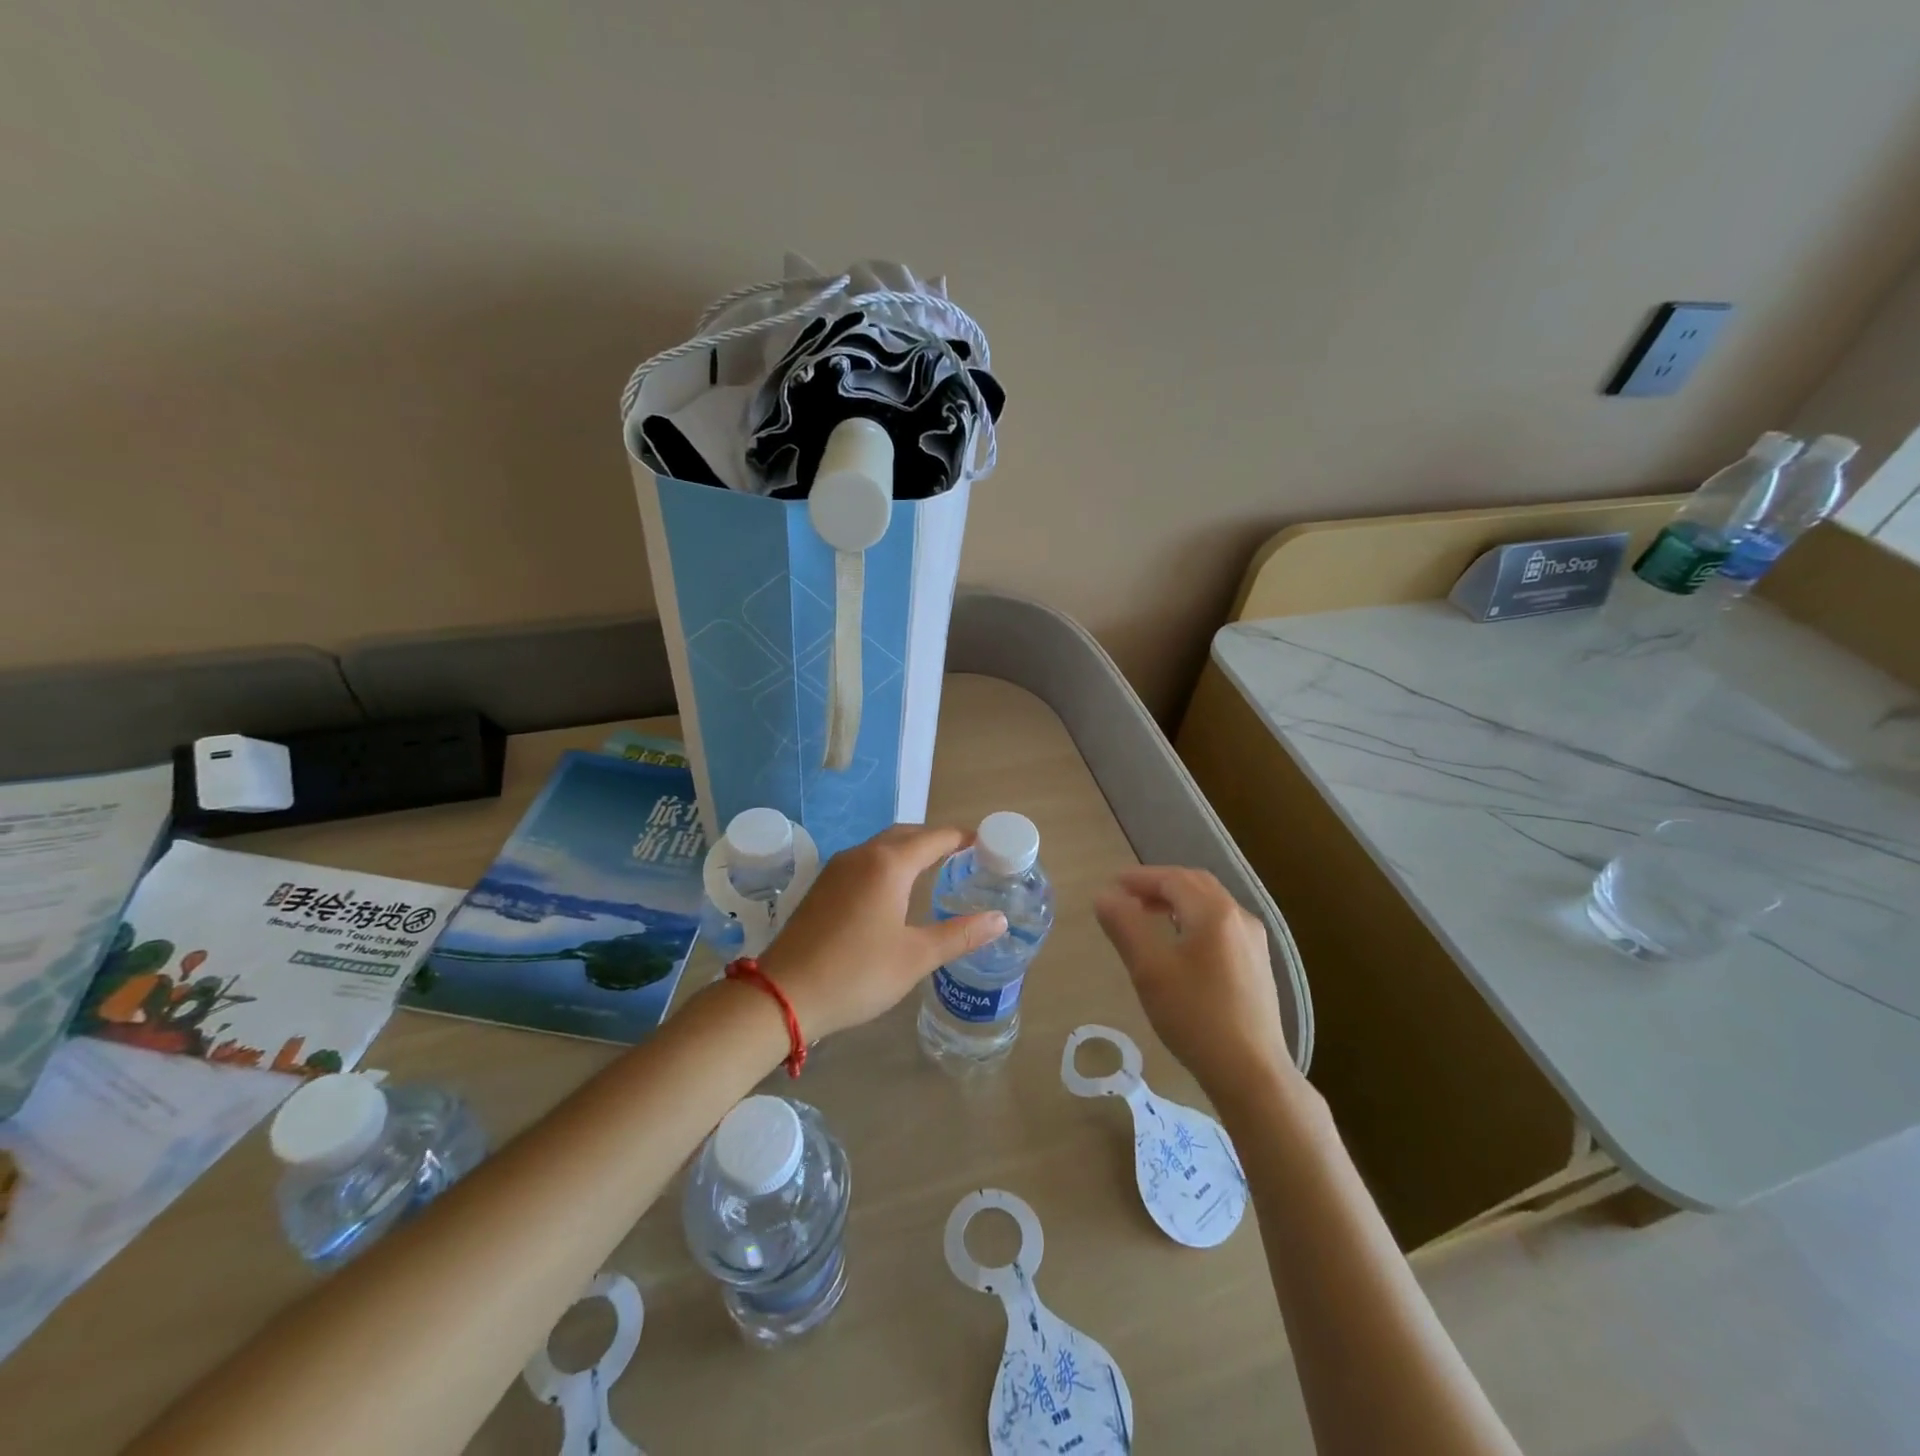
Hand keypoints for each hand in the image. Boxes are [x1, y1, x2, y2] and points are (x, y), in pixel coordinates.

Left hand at [758, 825, 1006, 1040]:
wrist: (784, 994)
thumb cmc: (857, 973)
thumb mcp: (916, 957)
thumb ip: (960, 934)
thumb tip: (999, 919)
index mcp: (889, 864)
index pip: (935, 838)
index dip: (962, 838)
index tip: (986, 844)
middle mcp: (862, 855)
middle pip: (907, 834)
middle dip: (936, 840)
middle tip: (964, 857)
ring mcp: (837, 869)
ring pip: (882, 846)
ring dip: (910, 850)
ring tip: (935, 870)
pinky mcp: (822, 886)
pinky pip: (865, 861)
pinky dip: (888, 863)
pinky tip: (894, 890)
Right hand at [1094, 866, 1292, 1098]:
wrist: (1252, 1072)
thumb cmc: (1195, 1016)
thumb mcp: (1149, 969)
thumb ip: (1125, 926)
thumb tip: (1104, 896)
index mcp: (1214, 912)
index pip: (1172, 879)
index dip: (1140, 878)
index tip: (1112, 885)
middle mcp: (1239, 917)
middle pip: (1195, 884)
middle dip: (1160, 884)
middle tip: (1128, 896)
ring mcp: (1254, 941)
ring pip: (1211, 904)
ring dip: (1178, 901)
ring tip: (1148, 916)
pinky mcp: (1258, 964)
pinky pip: (1222, 924)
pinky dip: (1195, 918)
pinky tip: (1181, 944)